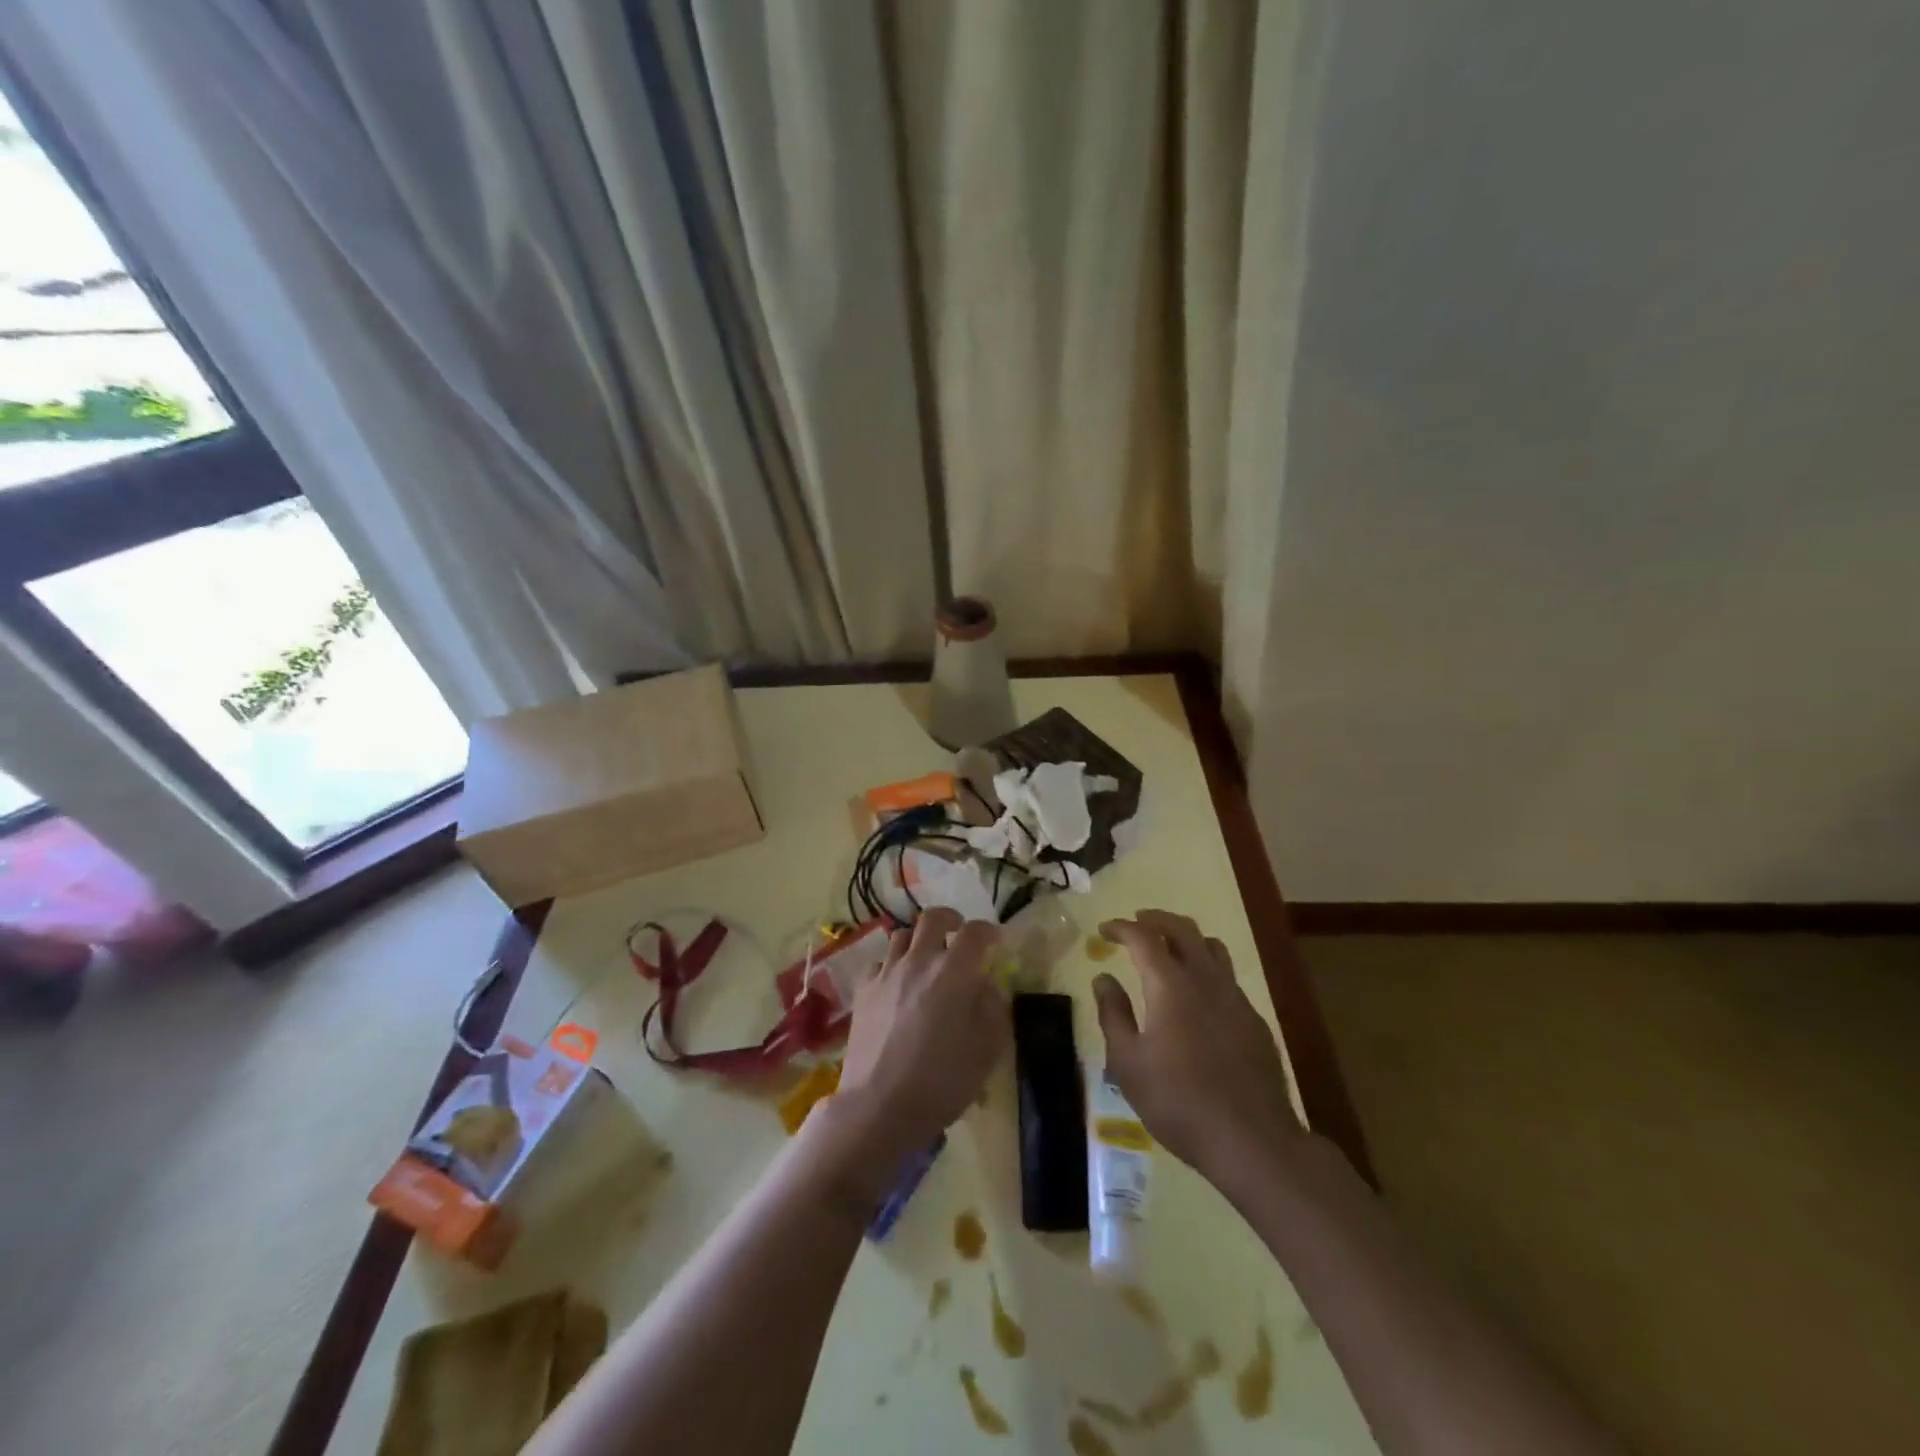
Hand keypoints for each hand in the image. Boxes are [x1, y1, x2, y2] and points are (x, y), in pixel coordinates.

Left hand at [833, 908, 1008, 1163]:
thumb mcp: (986, 1051)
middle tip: (958, 935)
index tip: (995, 941)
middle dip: (950, 920)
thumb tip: (989, 986)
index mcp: (954, 972)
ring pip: (901, 936)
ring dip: (918, 941)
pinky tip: (896, 985)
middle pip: (932, 918)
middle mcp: (919, 961)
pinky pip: (879, 963)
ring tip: (926, 959)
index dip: (988, 931)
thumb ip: (993, 1010)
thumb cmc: (941, 1081)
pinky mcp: (863, 991)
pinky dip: (891, 966)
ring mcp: (886, 974)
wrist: (879, 1105)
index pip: (974, 932)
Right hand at [1093, 910, 1301, 1189]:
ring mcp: (1235, 998)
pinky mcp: (1254, 1020)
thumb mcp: (1128, 1063)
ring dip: (1186, 937)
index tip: (1104, 930)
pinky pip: (1227, 977)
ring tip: (1168, 948)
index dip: (1121, 927)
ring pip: (1212, 947)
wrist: (1252, 1140)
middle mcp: (1205, 979)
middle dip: (1156, 919)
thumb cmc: (1178, 1101)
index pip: (1143, 937)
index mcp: (1170, 985)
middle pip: (1183, 929)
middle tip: (1136, 923)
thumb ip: (1113, 1014)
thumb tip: (1103, 978)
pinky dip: (1206, 968)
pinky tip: (1197, 995)